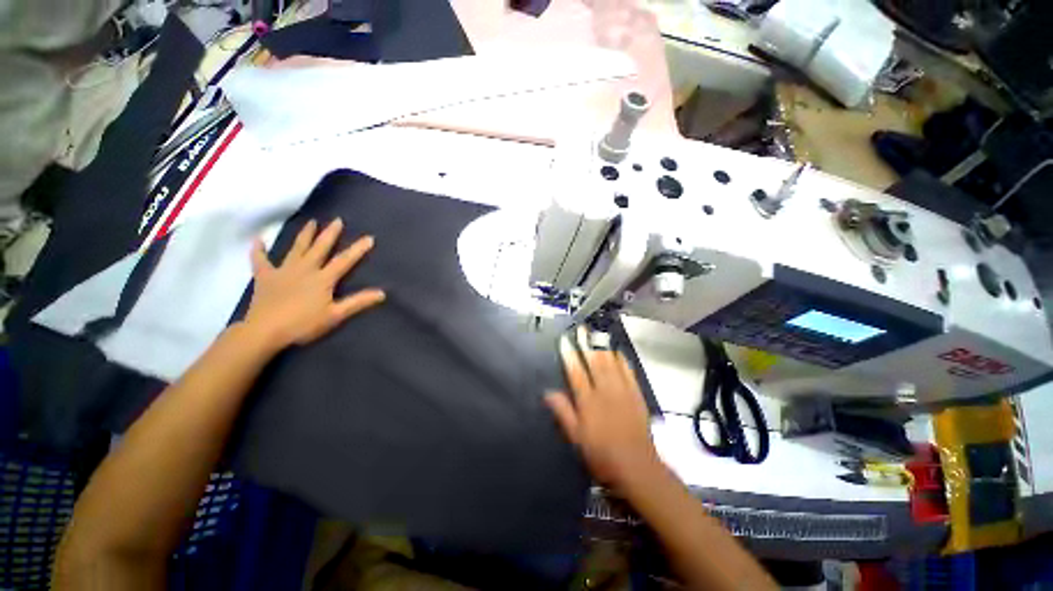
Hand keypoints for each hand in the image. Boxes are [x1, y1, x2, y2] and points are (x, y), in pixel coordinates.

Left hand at [243, 218, 384, 350]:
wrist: (265, 331)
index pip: (344, 261)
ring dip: (304, 235)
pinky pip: (260, 260)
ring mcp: (283, 271)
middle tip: (337, 220)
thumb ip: (358, 302)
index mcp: (323, 279)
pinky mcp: (264, 277)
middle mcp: (305, 269)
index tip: (369, 238)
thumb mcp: (336, 315)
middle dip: (330, 234)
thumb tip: (382, 293)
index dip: (358, 249)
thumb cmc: (303, 324)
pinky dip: (259, 250)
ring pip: (296, 248)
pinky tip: (258, 240)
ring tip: (311, 222)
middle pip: (320, 248)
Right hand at [545, 327, 660, 493]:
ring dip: (602, 346)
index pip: (576, 372)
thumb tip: (548, 392)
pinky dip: (622, 360)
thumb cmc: (602, 455)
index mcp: (588, 401)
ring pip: (611, 363)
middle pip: (594, 362)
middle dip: (586, 343)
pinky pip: (629, 372)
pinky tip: (617, 352)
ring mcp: (623, 391)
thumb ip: (563, 412)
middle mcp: (605, 391)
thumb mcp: (577, 438)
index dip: (569, 354)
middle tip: (581, 328)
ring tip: (597, 333)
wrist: (638, 467)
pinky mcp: (636, 395)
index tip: (564, 340)